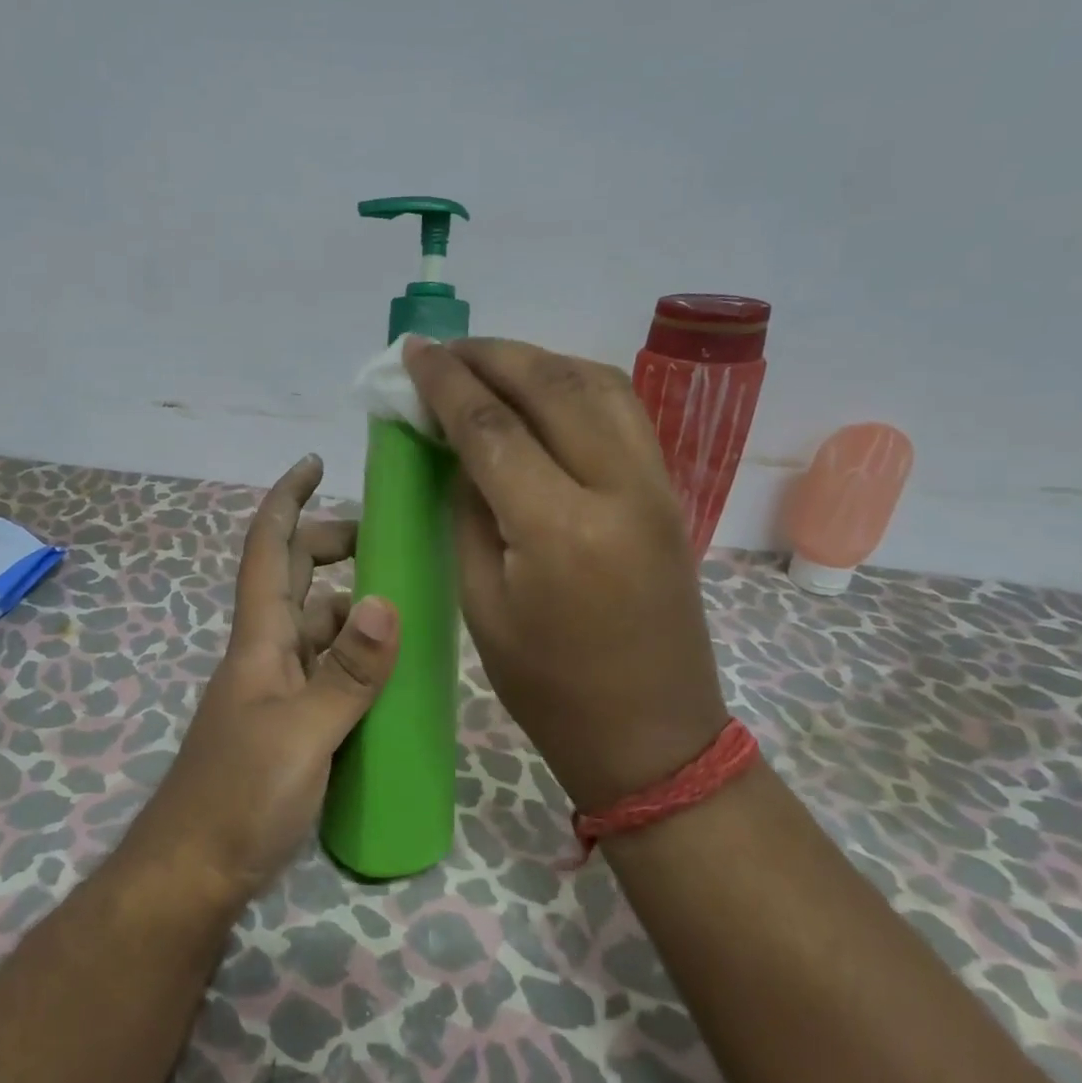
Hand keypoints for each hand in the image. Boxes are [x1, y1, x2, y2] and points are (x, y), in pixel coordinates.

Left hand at [125, 455, 399, 904]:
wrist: (194, 873)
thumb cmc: (239, 796)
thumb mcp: (303, 733)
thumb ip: (348, 673)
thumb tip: (386, 601)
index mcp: (259, 638)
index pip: (268, 550)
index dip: (287, 501)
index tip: (314, 464)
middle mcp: (265, 652)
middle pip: (295, 577)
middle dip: (331, 544)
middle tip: (385, 540)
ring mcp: (276, 689)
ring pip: (315, 624)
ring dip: (350, 602)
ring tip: (404, 602)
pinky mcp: (290, 724)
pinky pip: (326, 669)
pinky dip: (354, 655)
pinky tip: (389, 669)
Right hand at [403, 337, 728, 812]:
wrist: (653, 734)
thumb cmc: (549, 686)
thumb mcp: (482, 602)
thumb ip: (468, 511)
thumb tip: (456, 446)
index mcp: (559, 529)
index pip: (491, 427)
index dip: (445, 383)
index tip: (413, 354)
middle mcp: (617, 488)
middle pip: (550, 385)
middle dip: (489, 355)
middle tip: (443, 348)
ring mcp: (655, 484)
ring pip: (596, 382)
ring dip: (537, 359)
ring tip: (488, 362)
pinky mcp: (668, 490)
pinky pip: (622, 410)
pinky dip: (576, 382)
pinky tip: (542, 389)